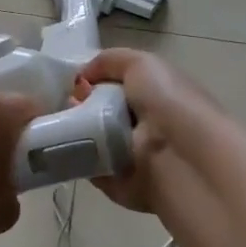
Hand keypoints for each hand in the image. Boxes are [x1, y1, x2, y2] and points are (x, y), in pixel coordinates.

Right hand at [73, 48, 212, 214]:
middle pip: (100, 114)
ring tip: (60, 125)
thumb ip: (110, 61)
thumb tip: (82, 77)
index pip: (118, 87)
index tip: (76, 84)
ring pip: (92, 142)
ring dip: (74, 133)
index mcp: (156, 97)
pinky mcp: (122, 185)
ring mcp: (135, 158)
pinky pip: (92, 170)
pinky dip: (77, 161)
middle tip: (66, 105)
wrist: (185, 156)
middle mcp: (147, 127)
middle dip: (79, 107)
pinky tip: (66, 148)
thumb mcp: (142, 63)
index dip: (93, 83)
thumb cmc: (169, 102)